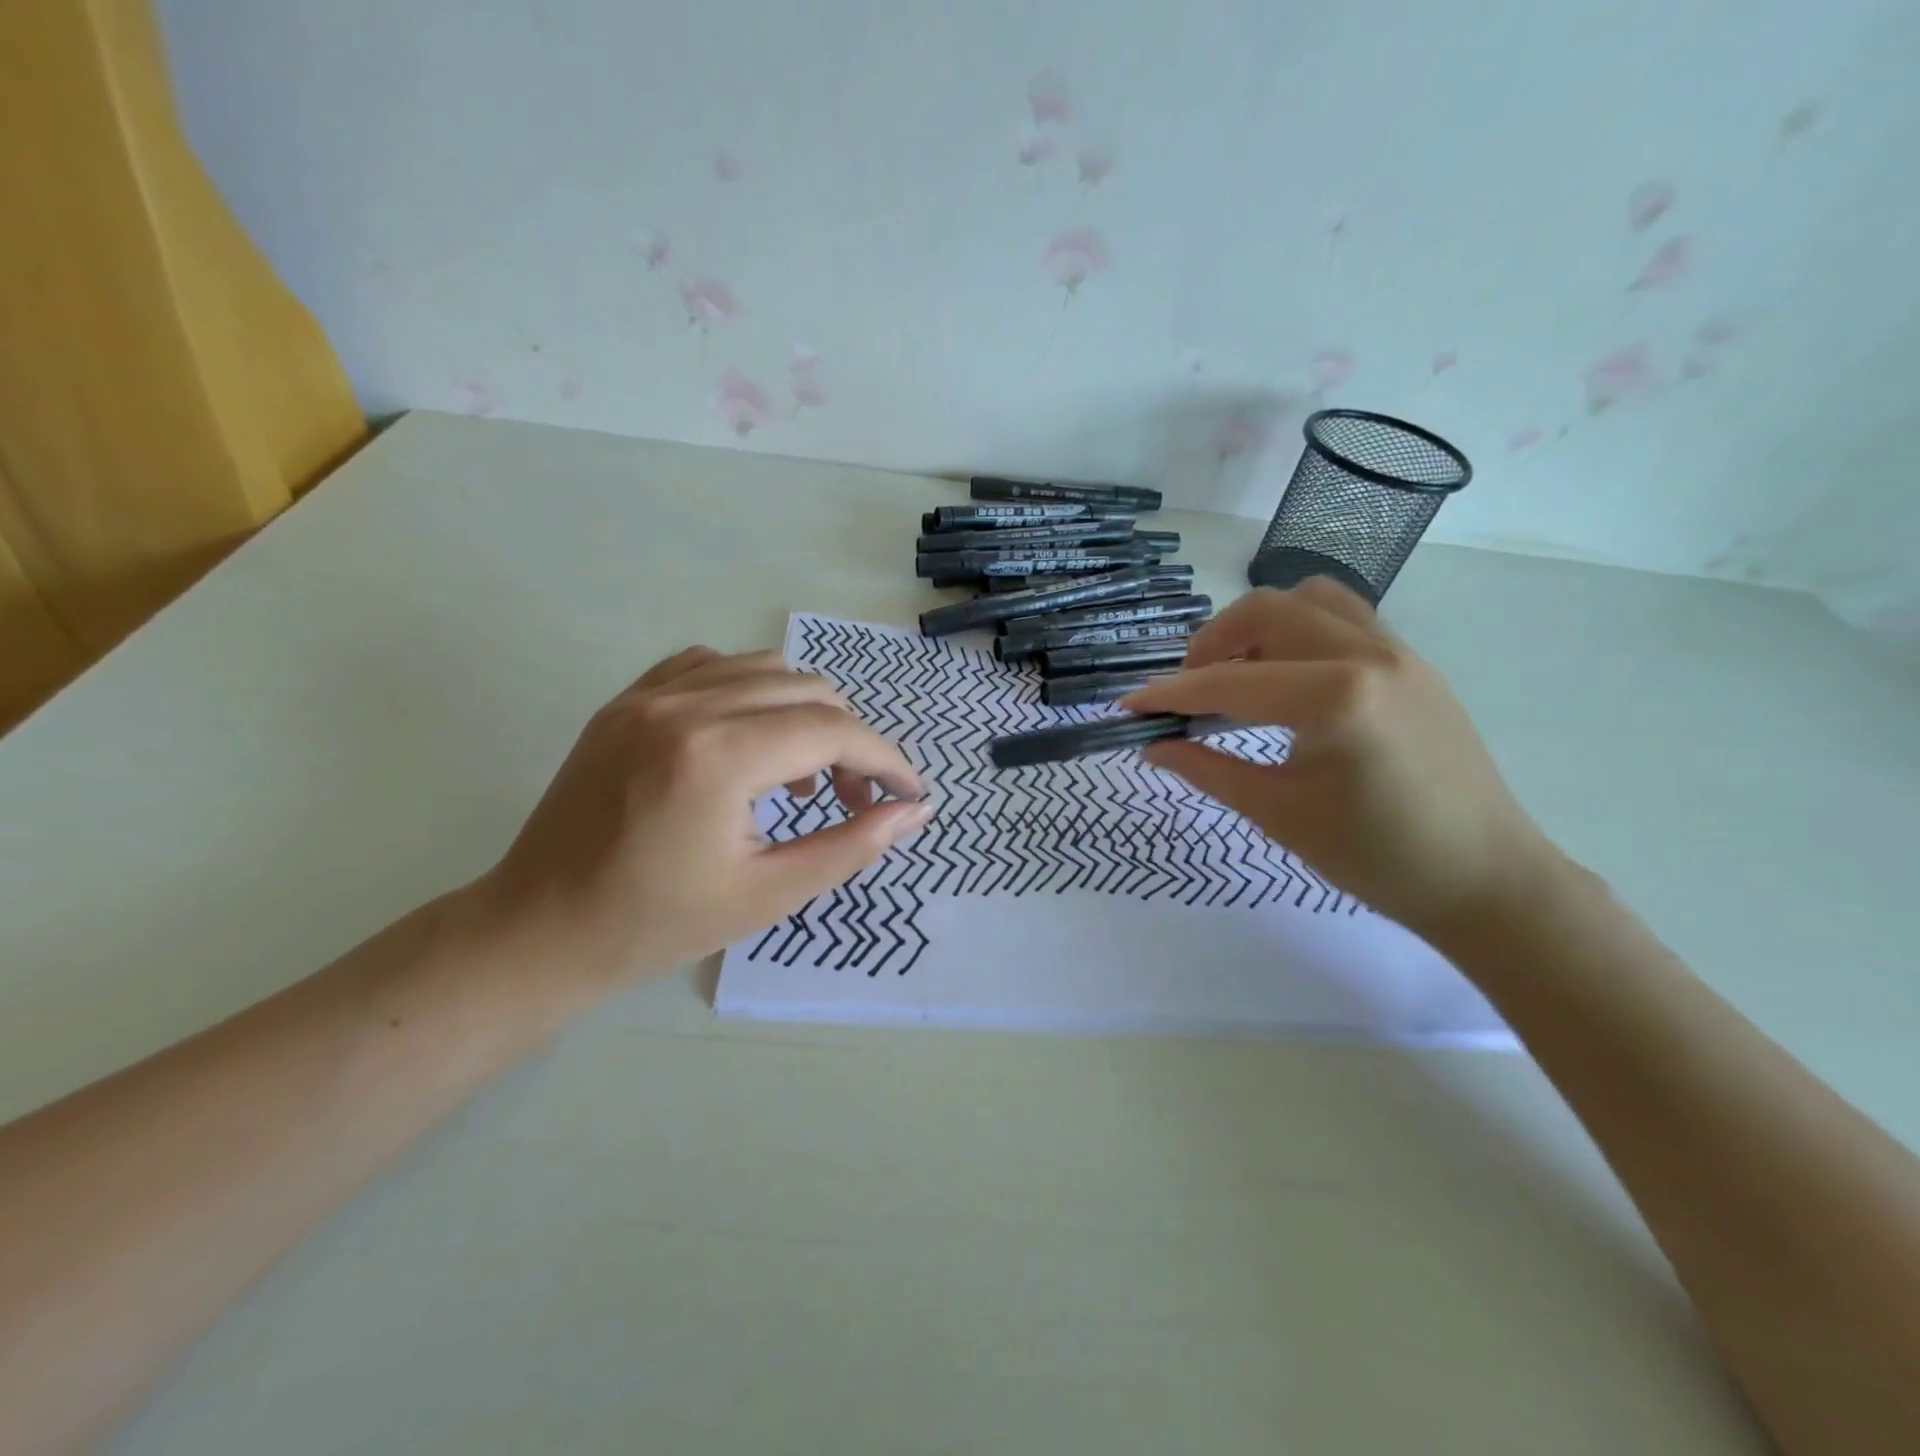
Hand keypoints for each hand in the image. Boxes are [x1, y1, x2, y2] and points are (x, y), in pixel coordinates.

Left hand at [478, 647, 928, 996]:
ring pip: (764, 668)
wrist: (539, 931)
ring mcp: (648, 695)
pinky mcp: (626, 700)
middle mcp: (684, 705)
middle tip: (855, 799)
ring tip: (803, 775)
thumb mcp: (769, 894)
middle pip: (807, 690)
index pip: (833, 731)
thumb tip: (914, 811)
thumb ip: (852, 844)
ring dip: (805, 713)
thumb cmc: (656, 925)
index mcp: (717, 756)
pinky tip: (750, 738)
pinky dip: (751, 692)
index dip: (885, 760)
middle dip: (850, 741)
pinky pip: (711, 666)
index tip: (909, 794)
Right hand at [1124, 580, 1558, 935]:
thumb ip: (1206, 769)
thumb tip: (1152, 746)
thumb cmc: (1375, 857)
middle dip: (1212, 645)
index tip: (1130, 706)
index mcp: (1335, 698)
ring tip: (1242, 676)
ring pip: (1309, 601)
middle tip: (1190, 691)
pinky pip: (1346, 619)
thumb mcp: (1277, 813)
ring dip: (1260, 627)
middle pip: (1265, 611)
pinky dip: (1301, 633)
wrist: (1484, 879)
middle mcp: (1368, 655)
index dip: (1170, 694)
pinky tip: (1291, 682)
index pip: (1228, 683)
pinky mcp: (1415, 664)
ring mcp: (1399, 652)